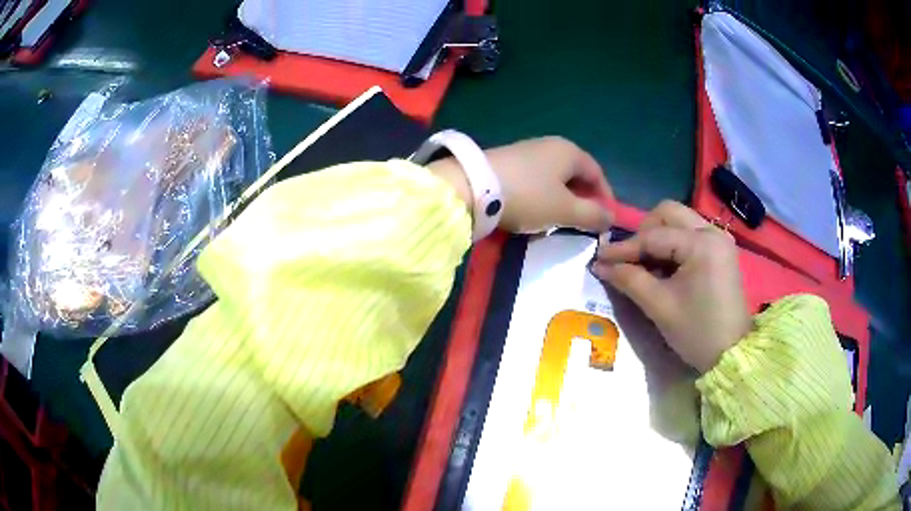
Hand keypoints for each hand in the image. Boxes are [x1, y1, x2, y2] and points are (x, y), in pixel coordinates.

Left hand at [429, 137, 613, 233]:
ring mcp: (527, 152)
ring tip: (558, 222)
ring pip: (554, 178)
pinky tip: (534, 213)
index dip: (605, 197)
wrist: (474, 187)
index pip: (597, 173)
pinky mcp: (508, 162)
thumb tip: (610, 218)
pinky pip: (535, 180)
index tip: (605, 220)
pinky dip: (542, 197)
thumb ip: (592, 215)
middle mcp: (550, 145)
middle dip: (582, 199)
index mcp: (569, 152)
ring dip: (561, 200)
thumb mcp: (565, 210)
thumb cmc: (529, 196)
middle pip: (575, 174)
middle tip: (583, 222)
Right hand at [591, 201, 751, 372]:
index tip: (599, 257)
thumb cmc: (697, 332)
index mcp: (701, 243)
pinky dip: (672, 245)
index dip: (624, 248)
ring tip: (644, 264)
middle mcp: (712, 231)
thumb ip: (629, 280)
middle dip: (644, 232)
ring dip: (657, 237)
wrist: (732, 354)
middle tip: (629, 258)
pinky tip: (663, 267)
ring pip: (679, 222)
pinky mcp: (720, 251)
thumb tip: (600, 264)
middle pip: (668, 213)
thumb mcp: (660, 306)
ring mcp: (719, 239)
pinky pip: (690, 234)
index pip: (654, 236)